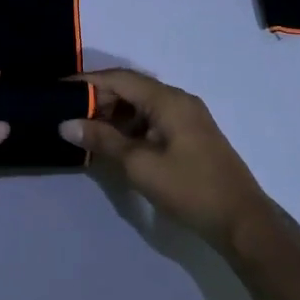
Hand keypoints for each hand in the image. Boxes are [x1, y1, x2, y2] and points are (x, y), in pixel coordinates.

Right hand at [59, 69, 276, 250]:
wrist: (241, 221)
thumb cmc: (189, 189)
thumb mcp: (139, 165)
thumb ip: (102, 140)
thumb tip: (66, 123)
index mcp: (168, 100)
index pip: (120, 78)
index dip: (87, 82)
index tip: (57, 90)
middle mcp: (179, 100)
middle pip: (131, 88)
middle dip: (98, 99)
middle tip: (68, 115)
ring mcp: (187, 118)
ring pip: (141, 105)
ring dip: (113, 114)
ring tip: (85, 130)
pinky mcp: (190, 135)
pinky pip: (153, 119)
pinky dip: (130, 126)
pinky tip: (114, 143)